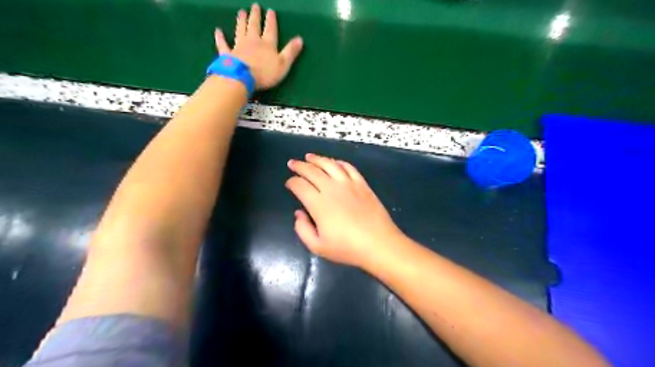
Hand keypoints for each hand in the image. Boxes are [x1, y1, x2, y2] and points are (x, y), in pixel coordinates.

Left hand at [218, 4, 305, 90]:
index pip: (270, 30)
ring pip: (240, 31)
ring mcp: (239, 46)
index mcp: (267, 44)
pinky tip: (218, 31)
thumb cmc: (265, 73)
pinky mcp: (228, 54)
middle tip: (254, 6)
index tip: (270, 11)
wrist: (242, 78)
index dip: (271, 21)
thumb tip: (300, 39)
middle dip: (255, 16)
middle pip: (254, 26)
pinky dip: (220, 38)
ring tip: (241, 12)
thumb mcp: (283, 64)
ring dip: (241, 21)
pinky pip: (223, 44)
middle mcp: (253, 41)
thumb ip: (291, 52)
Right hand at [287, 153, 404, 267]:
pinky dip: (339, 162)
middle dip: (299, 166)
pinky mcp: (362, 184)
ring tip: (309, 156)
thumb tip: (299, 213)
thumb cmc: (347, 248)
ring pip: (329, 164)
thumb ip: (303, 229)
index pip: (300, 186)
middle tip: (292, 163)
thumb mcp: (318, 247)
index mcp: (318, 204)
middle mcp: (331, 188)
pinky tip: (334, 162)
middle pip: (312, 171)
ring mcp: (348, 184)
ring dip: (317, 159)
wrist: (378, 243)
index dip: (292, 182)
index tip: (289, 183)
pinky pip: (349, 168)